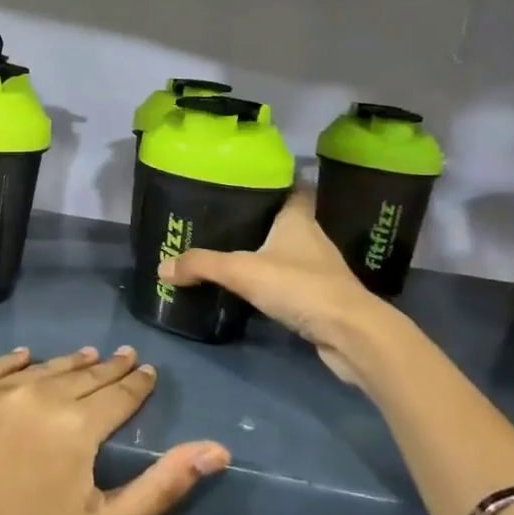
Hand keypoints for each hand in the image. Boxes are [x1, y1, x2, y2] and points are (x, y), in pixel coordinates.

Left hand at [0, 346, 230, 514]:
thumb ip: (164, 483)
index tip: (147, 371)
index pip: (118, 394)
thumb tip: (217, 449)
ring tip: (86, 357)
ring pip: (41, 369)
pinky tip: (26, 357)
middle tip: (123, 357)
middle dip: (107, 369)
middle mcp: (35, 395)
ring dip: (67, 365)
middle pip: (82, 375)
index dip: (137, 383)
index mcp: (76, 425)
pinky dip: (12, 363)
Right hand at [159, 189, 387, 380]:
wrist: (351, 334)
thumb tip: (162, 267)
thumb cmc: (300, 286)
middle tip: (228, 220)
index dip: (278, 182)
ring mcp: (322, 271)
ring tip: (235, 254)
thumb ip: (202, 265)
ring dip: (270, 254)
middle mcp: (313, 239)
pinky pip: (294, 284)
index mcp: (298, 220)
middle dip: (263, 220)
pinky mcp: (324, 300)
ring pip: (291, 253)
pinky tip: (256, 291)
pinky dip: (277, 284)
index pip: (294, 189)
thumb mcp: (242, 271)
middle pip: (288, 221)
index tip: (253, 180)